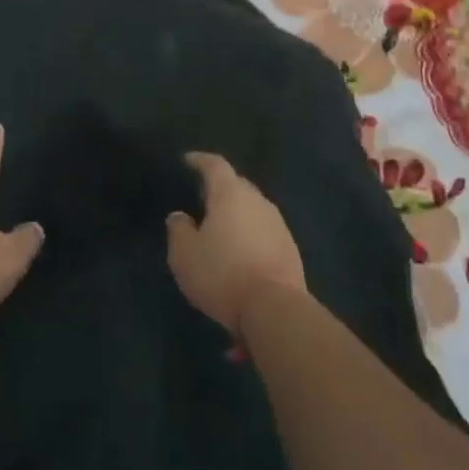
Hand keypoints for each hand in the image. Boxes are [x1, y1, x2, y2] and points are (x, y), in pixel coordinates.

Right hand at [166, 152, 305, 334]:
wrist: (275, 309)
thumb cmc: (222, 274)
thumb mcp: (184, 255)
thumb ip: (178, 230)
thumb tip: (180, 216)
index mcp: (230, 195)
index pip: (215, 165)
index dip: (200, 160)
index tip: (188, 160)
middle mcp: (258, 202)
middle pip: (238, 185)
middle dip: (220, 187)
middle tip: (202, 197)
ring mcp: (278, 225)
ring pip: (253, 209)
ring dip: (237, 213)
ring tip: (221, 227)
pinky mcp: (290, 249)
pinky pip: (264, 231)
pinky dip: (250, 235)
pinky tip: (240, 252)